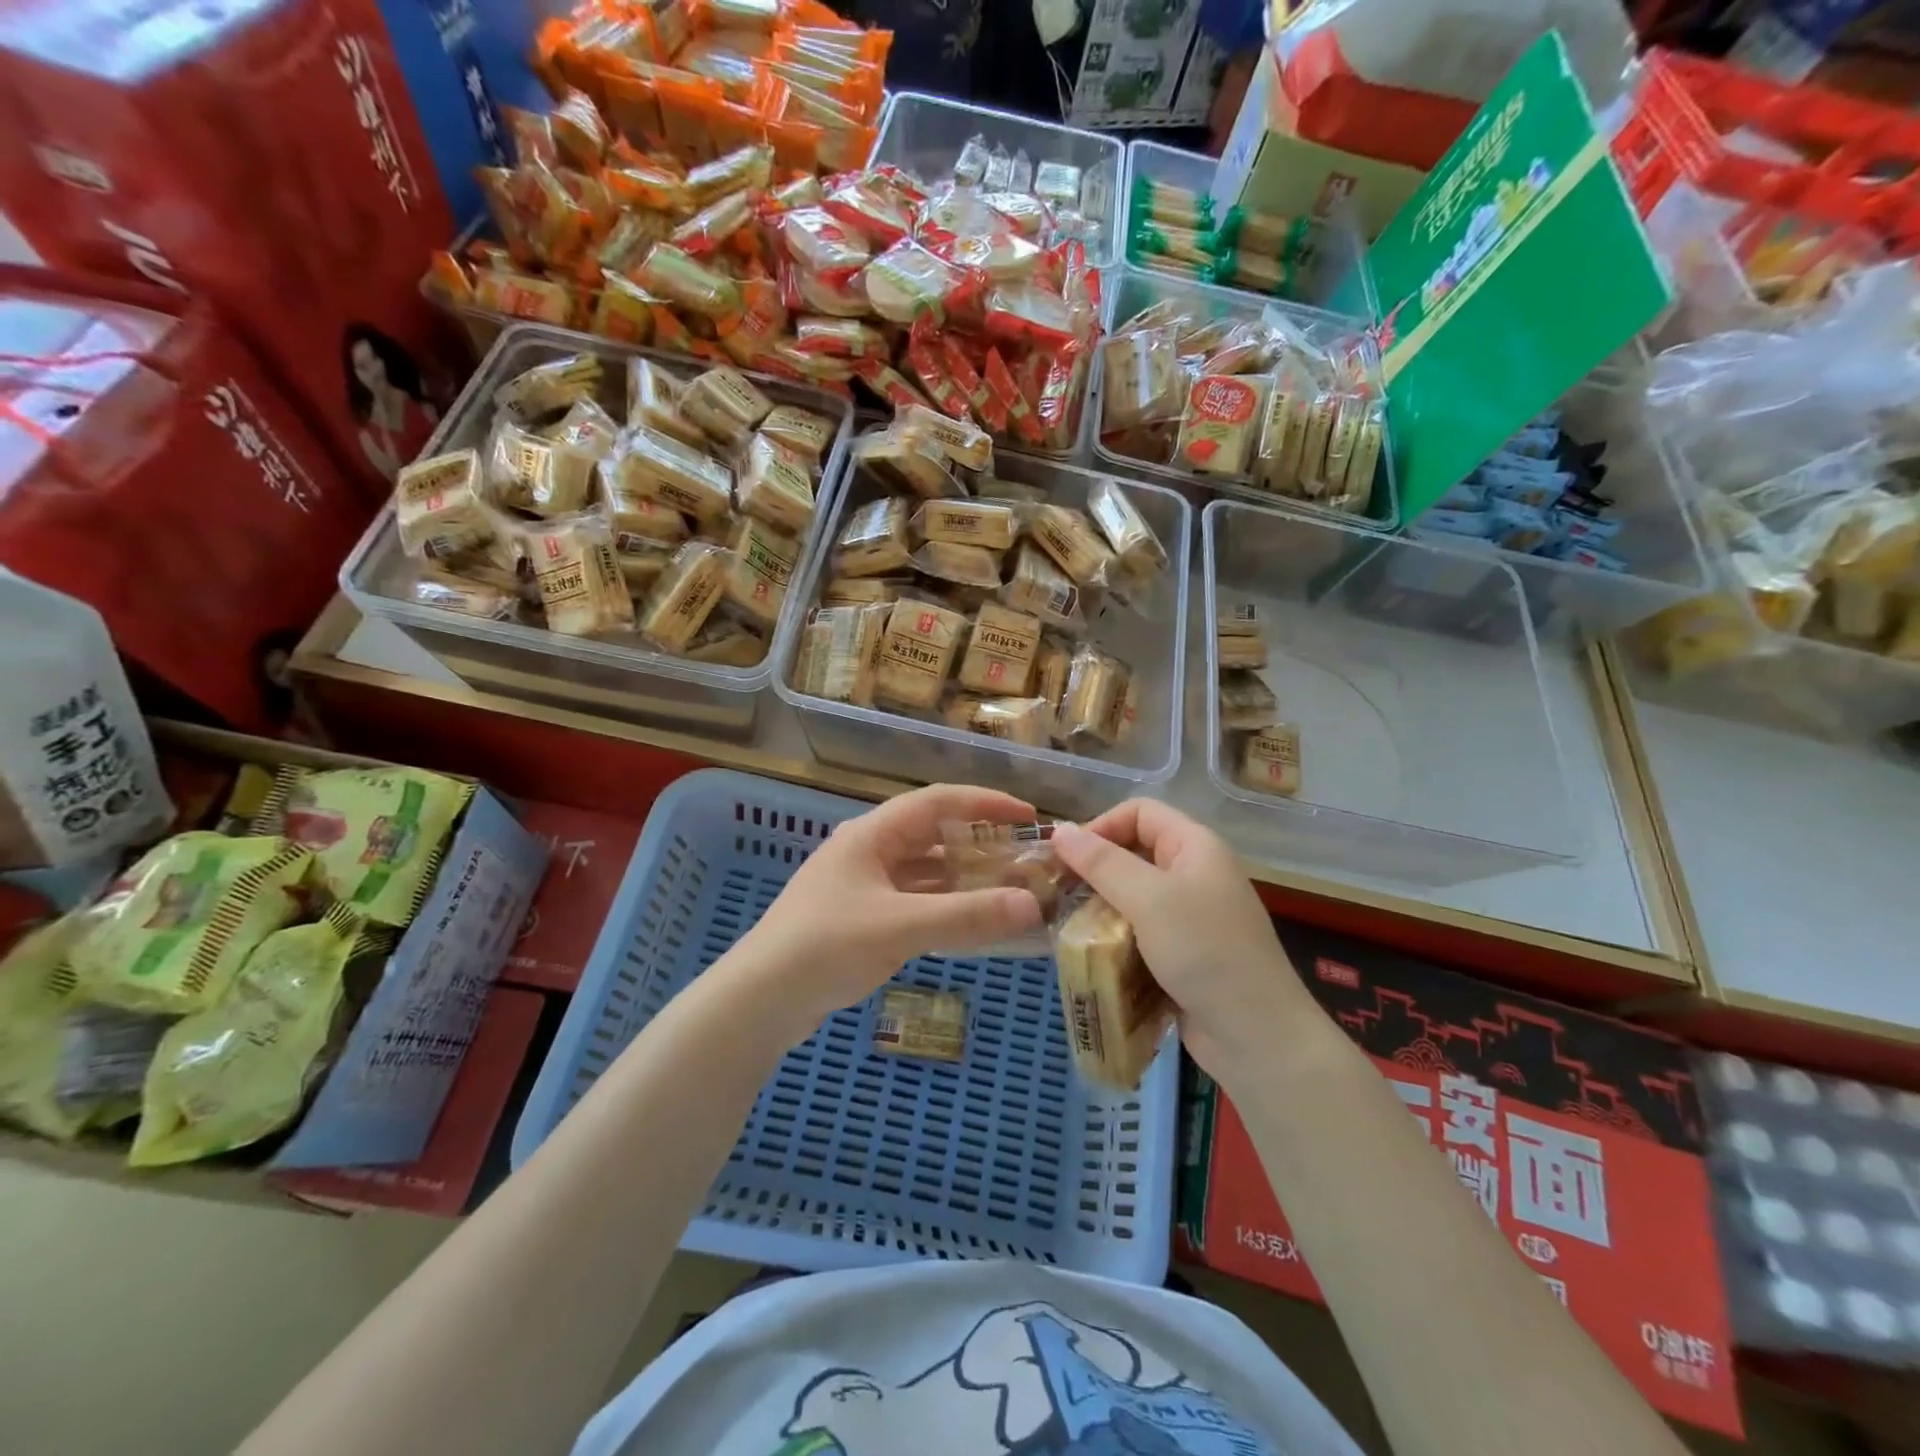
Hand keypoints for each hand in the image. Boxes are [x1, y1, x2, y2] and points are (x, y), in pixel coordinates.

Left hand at [735, 784, 1044, 1040]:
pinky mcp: (859, 919)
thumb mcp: (901, 927)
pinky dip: (943, 908)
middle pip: (933, 836)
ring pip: (924, 872)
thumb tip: (1032, 905)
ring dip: (963, 880)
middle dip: (979, 845)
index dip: (986, 804)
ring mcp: (861, 886)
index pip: (938, 802)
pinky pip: (913, 902)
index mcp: (872, 835)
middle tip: (1024, 861)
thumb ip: (967, 916)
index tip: (1029, 818)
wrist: (759, 1000)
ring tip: (1007, 892)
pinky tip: (969, 924)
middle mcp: (867, 851)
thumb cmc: (826, 946)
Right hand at [1052, 801, 1313, 1083]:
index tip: (1068, 858)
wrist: (1256, 1035)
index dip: (1101, 826)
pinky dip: (1115, 937)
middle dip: (1095, 870)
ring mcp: (1191, 915)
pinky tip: (1093, 953)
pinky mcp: (1184, 952)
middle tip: (1059, 893)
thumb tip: (1060, 830)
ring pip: (1133, 895)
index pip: (1139, 812)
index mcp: (1195, 846)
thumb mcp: (1148, 899)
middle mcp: (1194, 873)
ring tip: (1069, 926)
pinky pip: (1140, 930)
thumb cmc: (1204, 952)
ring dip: (1100, 907)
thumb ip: (1101, 863)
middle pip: (1134, 852)